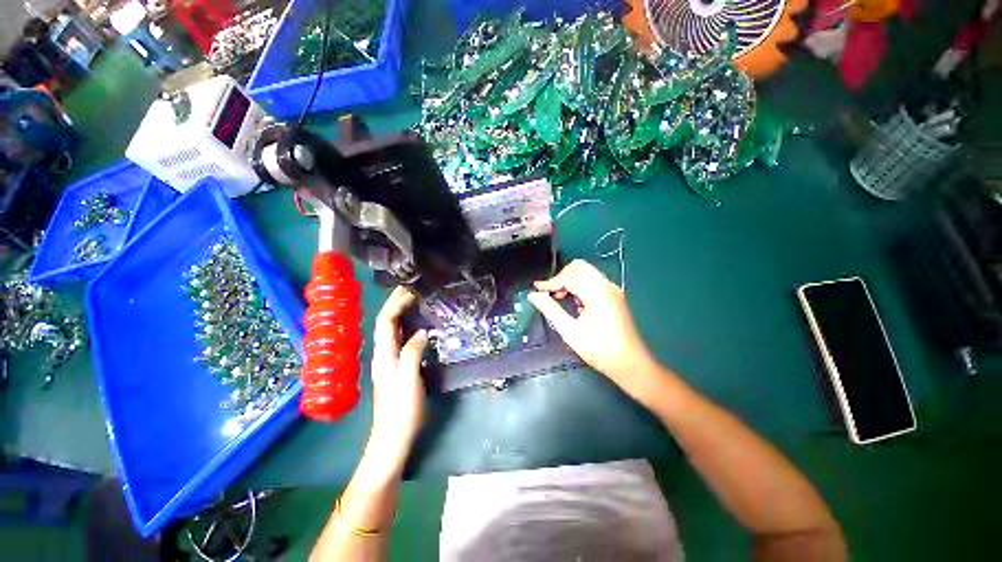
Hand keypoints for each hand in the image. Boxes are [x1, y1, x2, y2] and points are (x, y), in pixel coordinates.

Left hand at [367, 287, 428, 468]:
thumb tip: (422, 332)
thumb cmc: (401, 412)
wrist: (392, 439)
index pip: (385, 322)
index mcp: (384, 355)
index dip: (395, 305)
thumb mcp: (408, 381)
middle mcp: (383, 355)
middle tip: (411, 290)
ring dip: (400, 313)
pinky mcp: (397, 368)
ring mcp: (389, 362)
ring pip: (391, 330)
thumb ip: (412, 354)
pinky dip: (405, 326)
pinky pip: (399, 340)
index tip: (411, 292)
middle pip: (385, 323)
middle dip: (395, 304)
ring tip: (413, 301)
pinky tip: (415, 325)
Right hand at [528, 260, 658, 401]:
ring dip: (571, 280)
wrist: (631, 364)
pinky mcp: (614, 296)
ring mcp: (612, 290)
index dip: (550, 282)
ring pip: (587, 273)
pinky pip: (594, 281)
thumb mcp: (569, 331)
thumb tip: (533, 295)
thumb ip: (550, 310)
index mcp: (596, 292)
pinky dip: (581, 286)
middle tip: (550, 293)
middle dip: (562, 276)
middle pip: (579, 267)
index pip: (568, 276)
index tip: (536, 289)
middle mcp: (606, 285)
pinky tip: (575, 303)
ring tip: (559, 298)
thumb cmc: (599, 349)